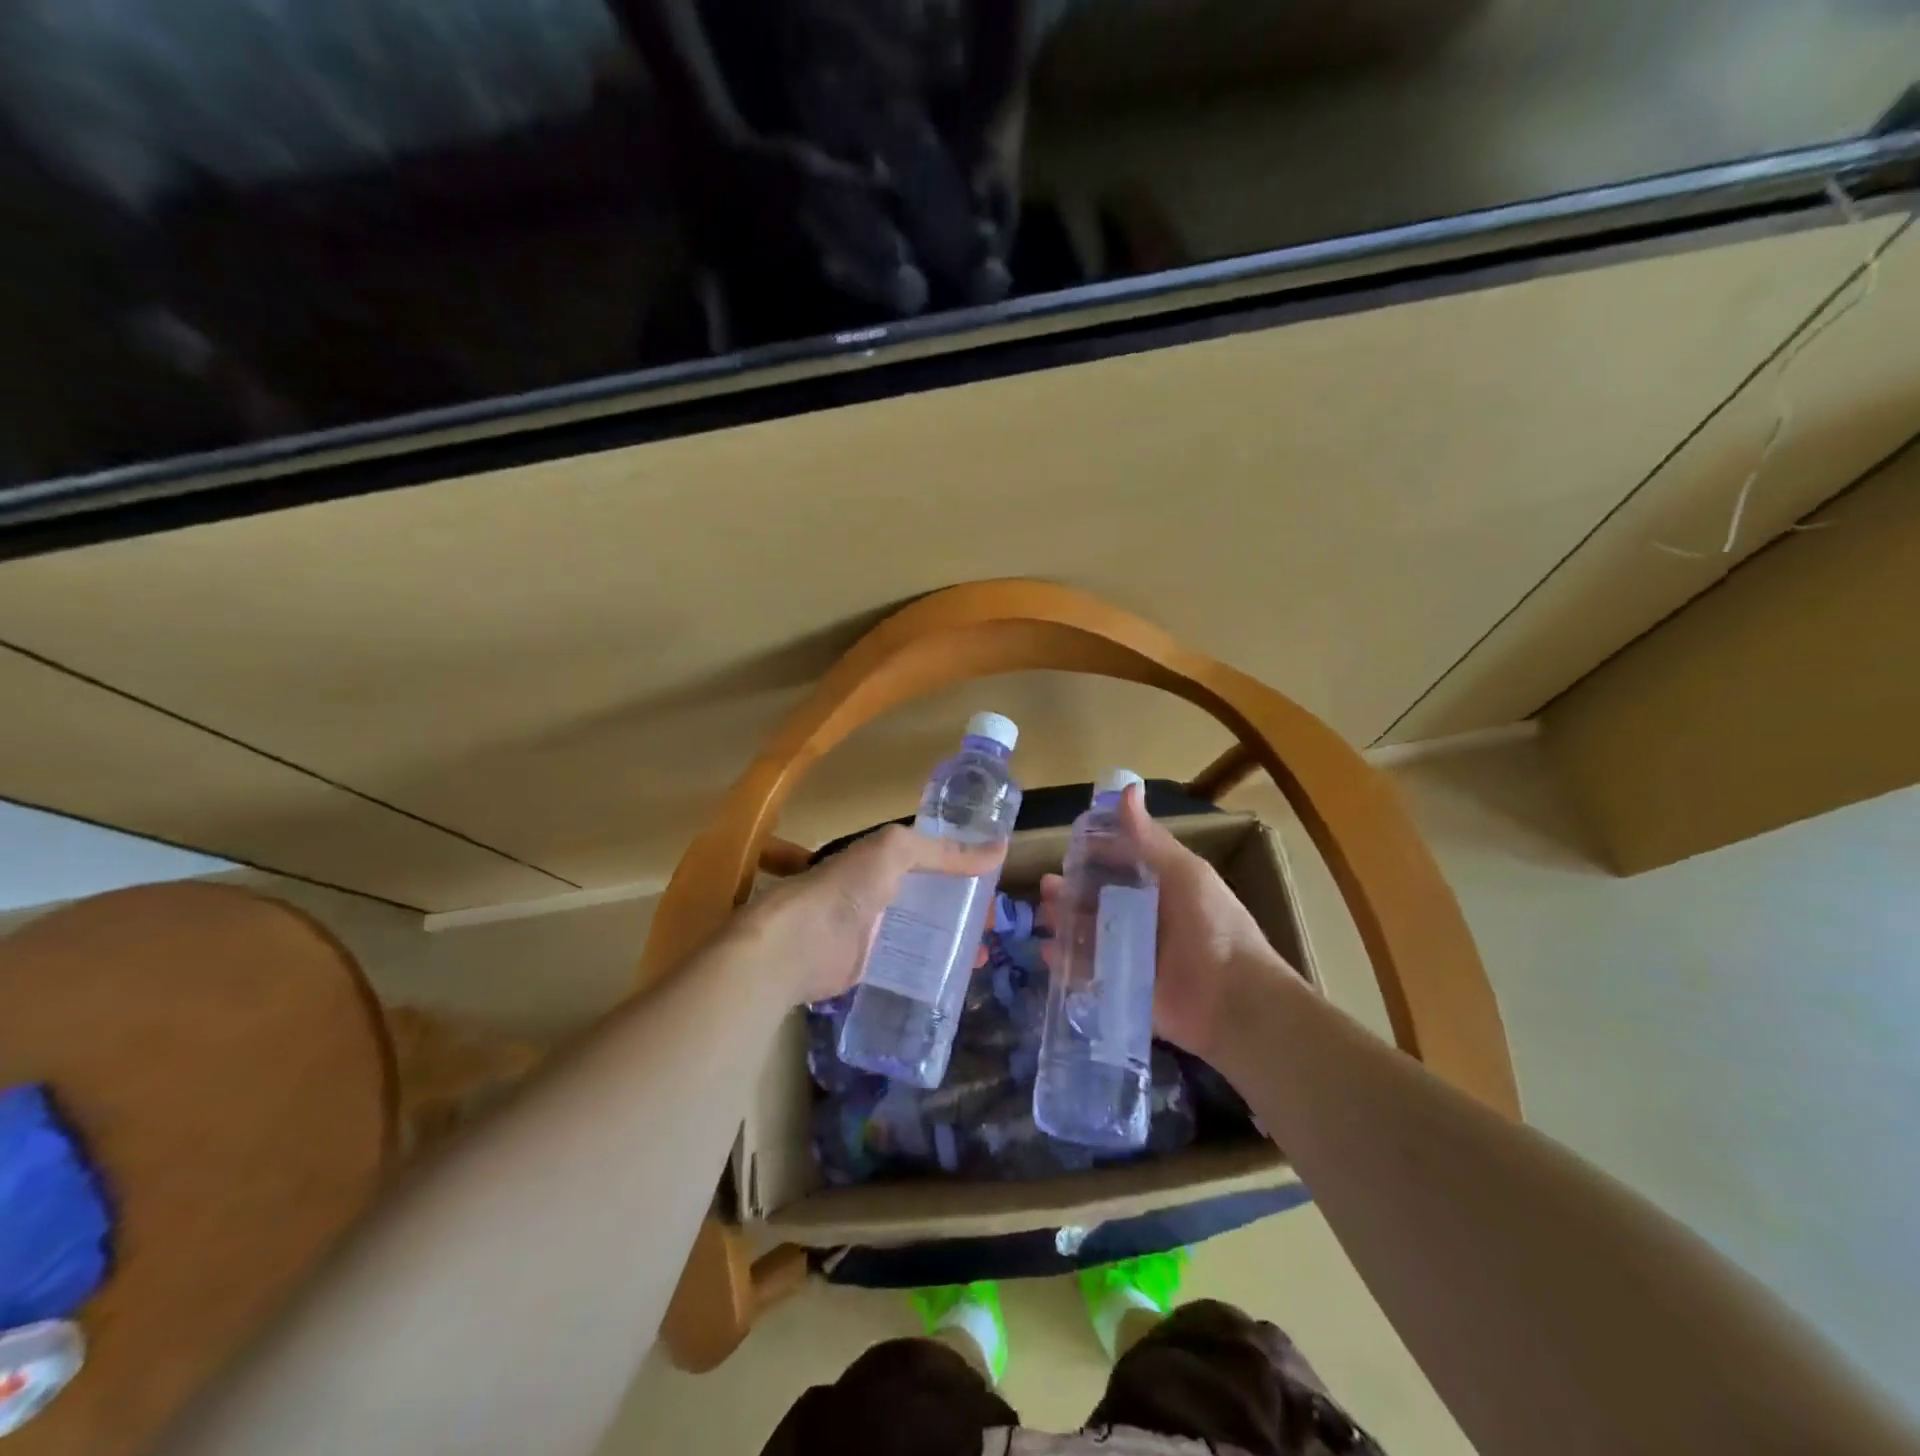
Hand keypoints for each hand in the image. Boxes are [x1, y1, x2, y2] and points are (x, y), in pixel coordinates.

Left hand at [742, 825, 1004, 1005]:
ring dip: (955, 941)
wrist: (796, 944)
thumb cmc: (845, 888)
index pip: (936, 858)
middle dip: (966, 908)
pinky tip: (959, 979)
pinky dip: (936, 969)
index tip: (998, 883)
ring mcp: (879, 930)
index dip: (966, 867)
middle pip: (935, 897)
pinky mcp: (874, 966)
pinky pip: (913, 964)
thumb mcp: (895, 852)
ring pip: (927, 932)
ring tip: (984, 955)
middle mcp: (885, 891)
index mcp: (888, 859)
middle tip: (997, 925)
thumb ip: (943, 851)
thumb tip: (1000, 848)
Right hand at [1039, 785, 1287, 1061]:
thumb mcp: (1183, 874)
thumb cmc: (1212, 927)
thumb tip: (1128, 788)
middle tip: (1046, 889)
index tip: (1067, 849)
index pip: (1120, 864)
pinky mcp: (1124, 987)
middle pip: (1098, 899)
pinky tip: (1048, 954)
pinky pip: (1088, 973)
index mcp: (1161, 886)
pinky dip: (1067, 964)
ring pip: (1089, 933)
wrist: (1234, 1001)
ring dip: (1064, 924)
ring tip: (1043, 920)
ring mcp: (1133, 954)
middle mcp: (1144, 917)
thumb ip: (1149, 839)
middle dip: (1071, 892)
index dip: (1094, 855)